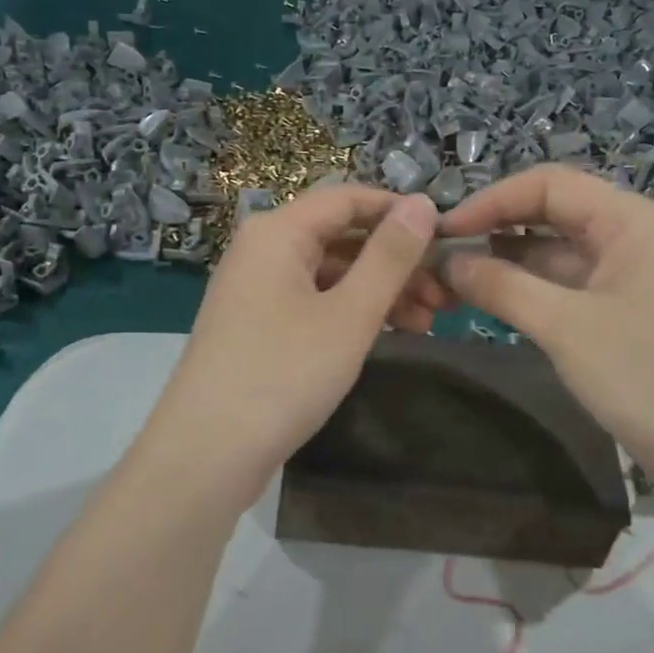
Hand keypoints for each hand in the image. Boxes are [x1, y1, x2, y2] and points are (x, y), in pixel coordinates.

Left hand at [140, 184, 439, 503]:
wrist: (206, 455)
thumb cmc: (283, 375)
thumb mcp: (350, 314)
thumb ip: (390, 257)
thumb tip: (423, 203)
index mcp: (278, 232)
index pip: (347, 198)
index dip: (399, 211)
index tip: (447, 236)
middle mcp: (263, 250)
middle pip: (340, 237)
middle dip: (396, 261)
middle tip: (445, 293)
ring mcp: (257, 290)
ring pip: (330, 274)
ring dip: (380, 291)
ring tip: (428, 321)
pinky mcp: (258, 326)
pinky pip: (314, 302)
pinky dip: (351, 312)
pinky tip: (390, 334)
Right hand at [435, 164, 653, 491]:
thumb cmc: (648, 374)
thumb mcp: (566, 327)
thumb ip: (501, 287)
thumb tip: (446, 261)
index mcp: (626, 219)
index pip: (546, 184)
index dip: (490, 201)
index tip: (442, 232)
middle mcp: (627, 236)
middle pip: (549, 214)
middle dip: (494, 230)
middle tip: (440, 257)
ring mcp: (626, 276)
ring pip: (554, 254)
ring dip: (506, 264)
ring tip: (452, 282)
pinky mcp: (621, 313)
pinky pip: (565, 287)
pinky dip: (527, 292)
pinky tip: (491, 303)